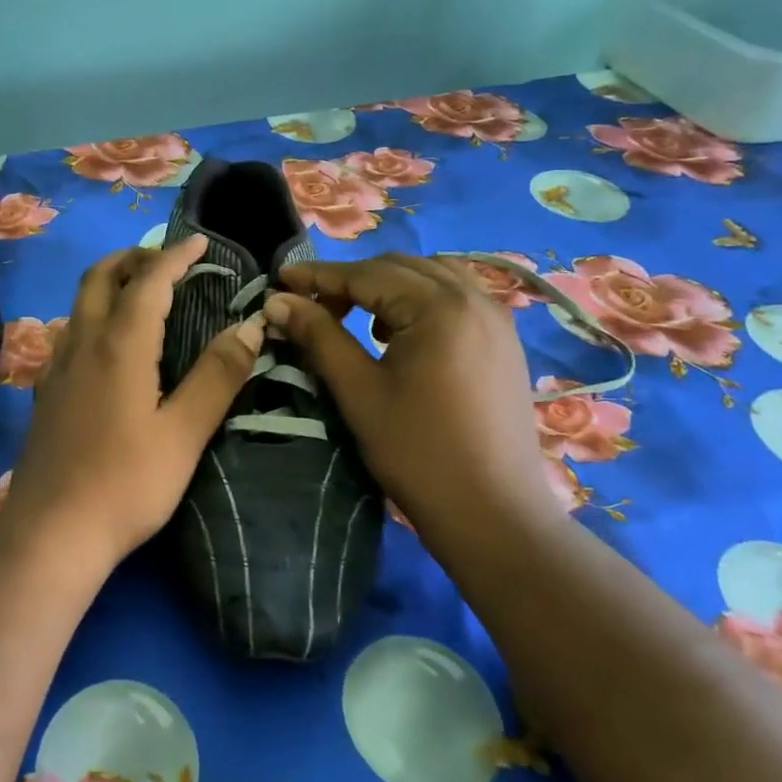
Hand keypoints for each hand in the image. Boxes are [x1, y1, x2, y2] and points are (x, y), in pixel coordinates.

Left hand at [0, 235, 264, 573]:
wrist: (51, 533)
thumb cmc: (127, 483)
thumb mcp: (185, 433)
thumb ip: (218, 376)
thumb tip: (250, 328)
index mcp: (120, 345)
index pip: (150, 281)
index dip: (176, 256)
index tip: (200, 242)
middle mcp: (83, 343)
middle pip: (101, 278)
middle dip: (134, 259)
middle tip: (167, 261)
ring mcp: (57, 367)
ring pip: (80, 303)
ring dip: (110, 283)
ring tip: (140, 293)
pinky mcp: (46, 392)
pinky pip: (70, 331)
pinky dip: (94, 315)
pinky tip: (108, 345)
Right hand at [265, 253, 558, 545]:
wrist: (493, 513)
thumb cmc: (418, 453)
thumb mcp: (359, 391)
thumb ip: (318, 336)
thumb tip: (277, 301)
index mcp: (439, 307)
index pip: (366, 275)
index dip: (318, 275)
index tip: (280, 280)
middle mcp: (474, 297)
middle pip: (399, 267)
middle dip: (351, 280)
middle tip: (312, 307)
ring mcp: (496, 317)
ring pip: (430, 276)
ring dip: (387, 287)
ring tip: (356, 318)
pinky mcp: (504, 339)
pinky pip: (456, 296)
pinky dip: (420, 299)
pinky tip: (399, 334)